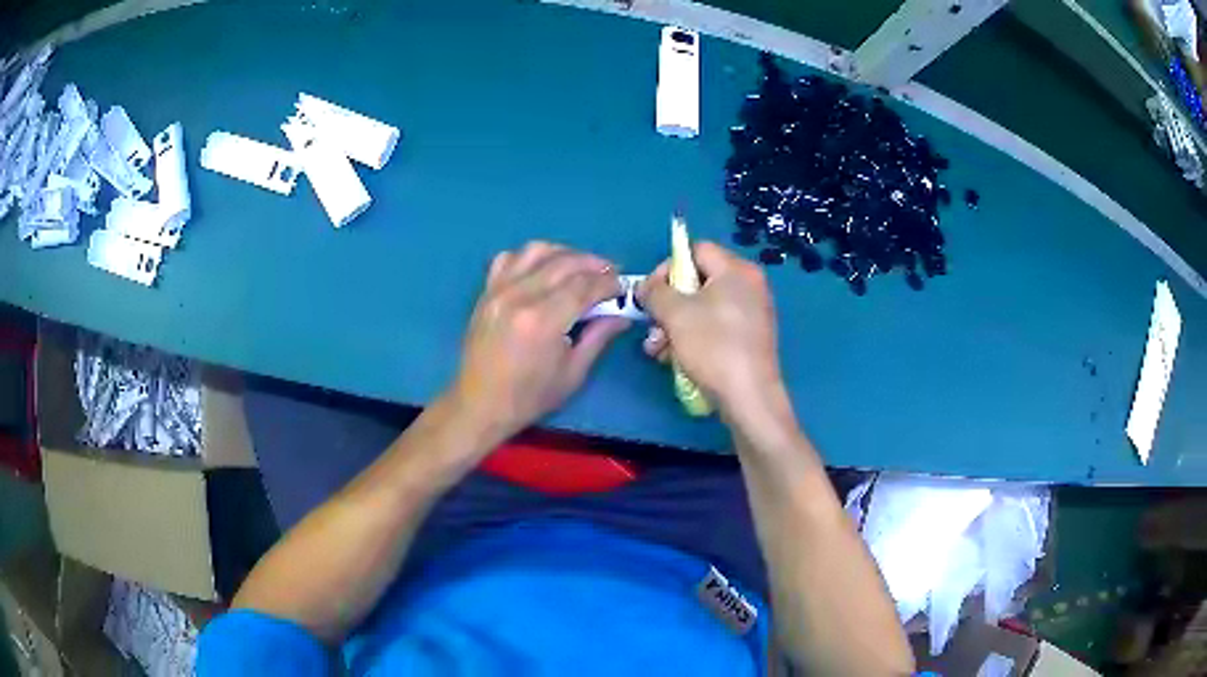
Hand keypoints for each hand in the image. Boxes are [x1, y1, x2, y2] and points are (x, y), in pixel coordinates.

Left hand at [447, 241, 629, 443]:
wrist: (480, 404)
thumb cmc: (529, 396)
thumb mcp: (573, 373)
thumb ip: (598, 337)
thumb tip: (622, 315)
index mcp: (543, 321)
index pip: (584, 286)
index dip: (608, 283)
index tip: (622, 287)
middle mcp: (519, 296)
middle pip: (564, 262)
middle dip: (593, 264)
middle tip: (610, 273)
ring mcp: (498, 290)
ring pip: (536, 250)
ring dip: (564, 253)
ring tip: (579, 267)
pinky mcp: (486, 291)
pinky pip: (508, 258)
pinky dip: (530, 257)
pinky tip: (542, 270)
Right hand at [637, 241, 784, 418]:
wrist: (748, 397)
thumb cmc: (713, 346)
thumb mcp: (675, 314)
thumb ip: (655, 291)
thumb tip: (647, 287)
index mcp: (736, 270)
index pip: (695, 250)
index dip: (668, 267)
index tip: (652, 294)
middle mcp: (748, 285)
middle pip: (697, 281)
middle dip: (668, 304)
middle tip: (653, 325)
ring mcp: (751, 313)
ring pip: (702, 308)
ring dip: (674, 325)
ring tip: (657, 350)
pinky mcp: (748, 338)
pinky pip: (715, 327)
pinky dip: (693, 337)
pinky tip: (675, 359)